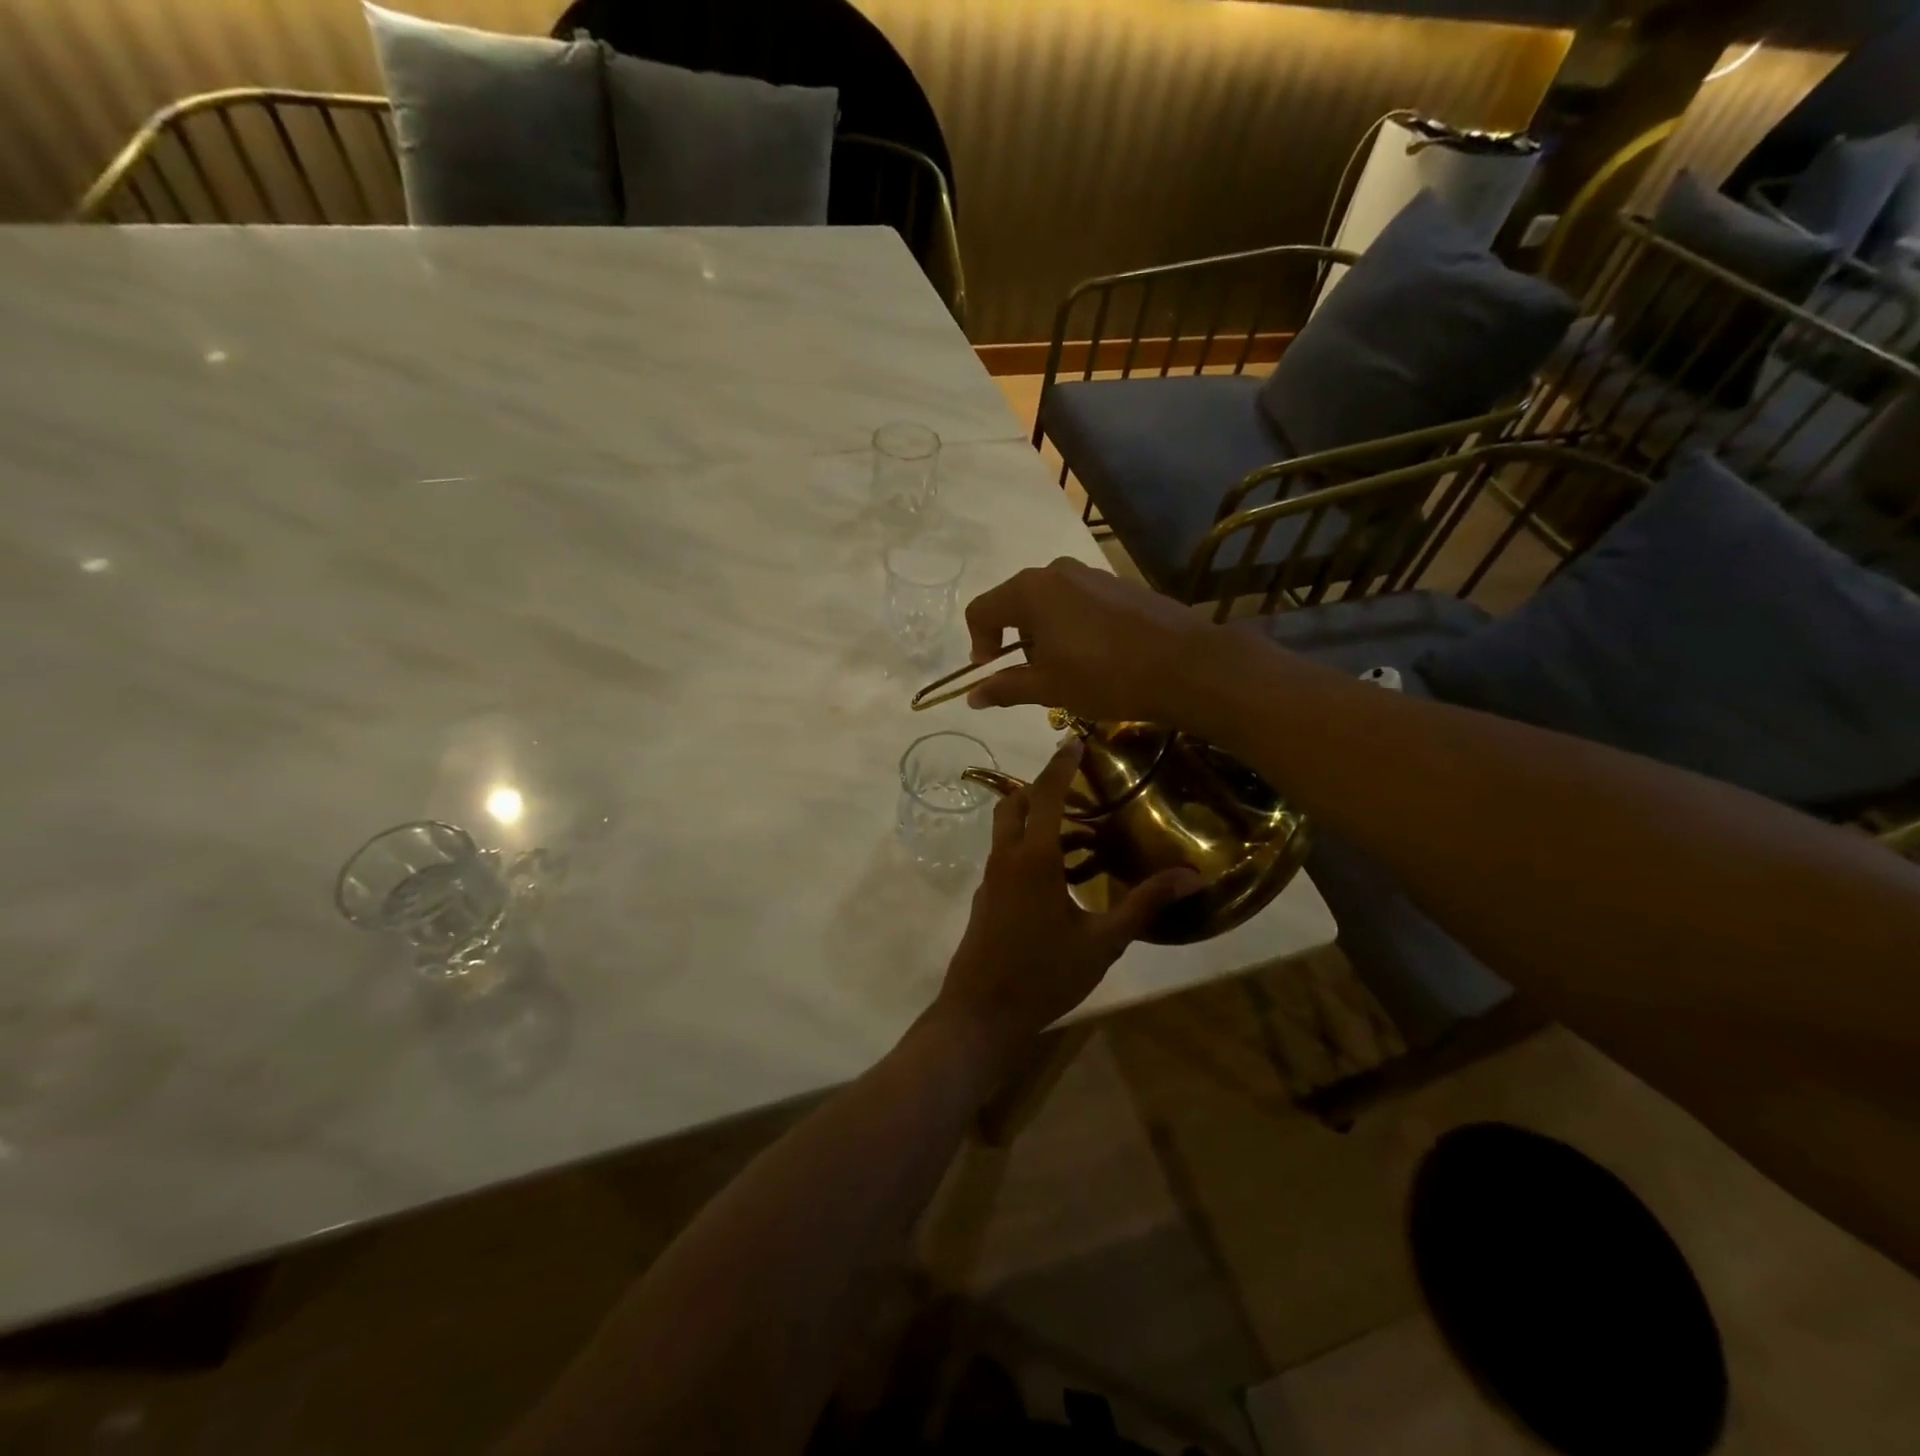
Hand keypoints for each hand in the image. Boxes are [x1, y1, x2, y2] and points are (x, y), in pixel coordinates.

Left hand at [930, 740, 1202, 1064]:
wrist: (981, 1014)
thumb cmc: (1044, 976)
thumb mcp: (1103, 942)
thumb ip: (1143, 904)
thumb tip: (1190, 876)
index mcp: (1034, 859)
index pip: (1044, 795)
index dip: (1059, 766)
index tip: (1074, 741)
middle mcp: (1006, 859)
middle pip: (1013, 803)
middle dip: (1039, 785)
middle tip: (1075, 783)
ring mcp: (991, 879)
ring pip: (1006, 830)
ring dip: (1033, 817)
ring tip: (1077, 828)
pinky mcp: (986, 898)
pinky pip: (1005, 856)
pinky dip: (1027, 846)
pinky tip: (1060, 873)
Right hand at [963, 559, 1216, 723]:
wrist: (1185, 665)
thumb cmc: (1104, 676)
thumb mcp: (1048, 687)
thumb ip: (1005, 687)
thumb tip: (972, 696)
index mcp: (1030, 591)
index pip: (982, 610)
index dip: (978, 643)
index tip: (992, 671)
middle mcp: (1057, 572)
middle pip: (1015, 602)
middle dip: (1014, 639)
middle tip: (1031, 674)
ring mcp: (1092, 574)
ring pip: (1049, 602)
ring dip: (1044, 633)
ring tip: (1065, 669)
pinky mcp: (1119, 585)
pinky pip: (1079, 602)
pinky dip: (1072, 626)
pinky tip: (1095, 656)